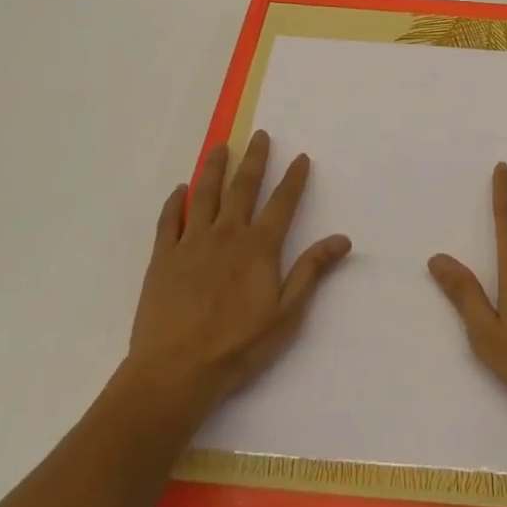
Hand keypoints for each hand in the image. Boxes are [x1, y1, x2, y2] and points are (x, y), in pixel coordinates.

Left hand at [126, 130, 350, 413]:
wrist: (176, 371)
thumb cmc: (237, 347)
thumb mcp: (286, 315)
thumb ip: (311, 272)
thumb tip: (342, 239)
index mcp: (259, 247)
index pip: (282, 203)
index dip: (293, 178)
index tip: (300, 157)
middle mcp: (227, 234)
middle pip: (243, 187)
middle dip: (254, 159)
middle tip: (259, 135)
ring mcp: (192, 242)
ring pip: (205, 194)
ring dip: (214, 167)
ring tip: (220, 147)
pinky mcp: (163, 257)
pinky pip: (170, 220)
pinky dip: (175, 201)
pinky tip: (179, 190)